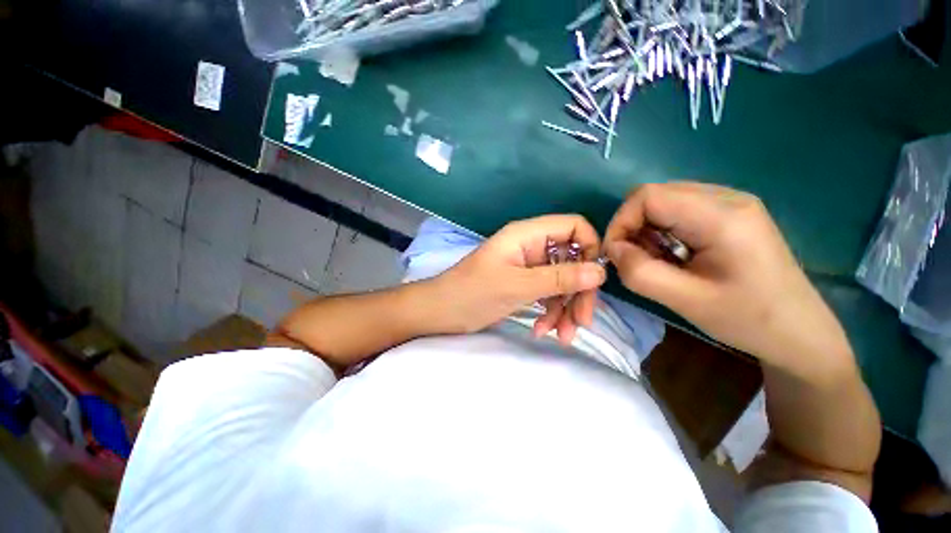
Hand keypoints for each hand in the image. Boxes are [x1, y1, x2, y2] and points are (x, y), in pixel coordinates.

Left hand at [431, 215, 606, 343]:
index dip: (589, 247)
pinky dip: (549, 312)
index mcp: (527, 235)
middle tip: (581, 322)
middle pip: (571, 259)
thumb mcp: (517, 286)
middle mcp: (531, 246)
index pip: (573, 226)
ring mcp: (528, 266)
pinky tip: (543, 331)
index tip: (593, 279)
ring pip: (561, 281)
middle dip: (578, 291)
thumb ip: (559, 278)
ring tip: (561, 335)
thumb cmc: (472, 293)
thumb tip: (600, 272)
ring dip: (565, 308)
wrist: (440, 311)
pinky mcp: (523, 284)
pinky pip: (547, 294)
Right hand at [604, 183, 852, 376]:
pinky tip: (673, 255)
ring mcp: (732, 203)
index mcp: (722, 216)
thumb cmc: (749, 320)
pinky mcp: (730, 214)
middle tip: (634, 260)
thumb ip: (640, 272)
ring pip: (664, 201)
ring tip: (656, 261)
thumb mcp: (686, 301)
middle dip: (632, 226)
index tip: (615, 254)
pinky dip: (662, 231)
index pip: (648, 196)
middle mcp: (728, 198)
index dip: (621, 221)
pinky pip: (679, 210)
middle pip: (655, 195)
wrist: (800, 333)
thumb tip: (614, 250)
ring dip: (647, 230)